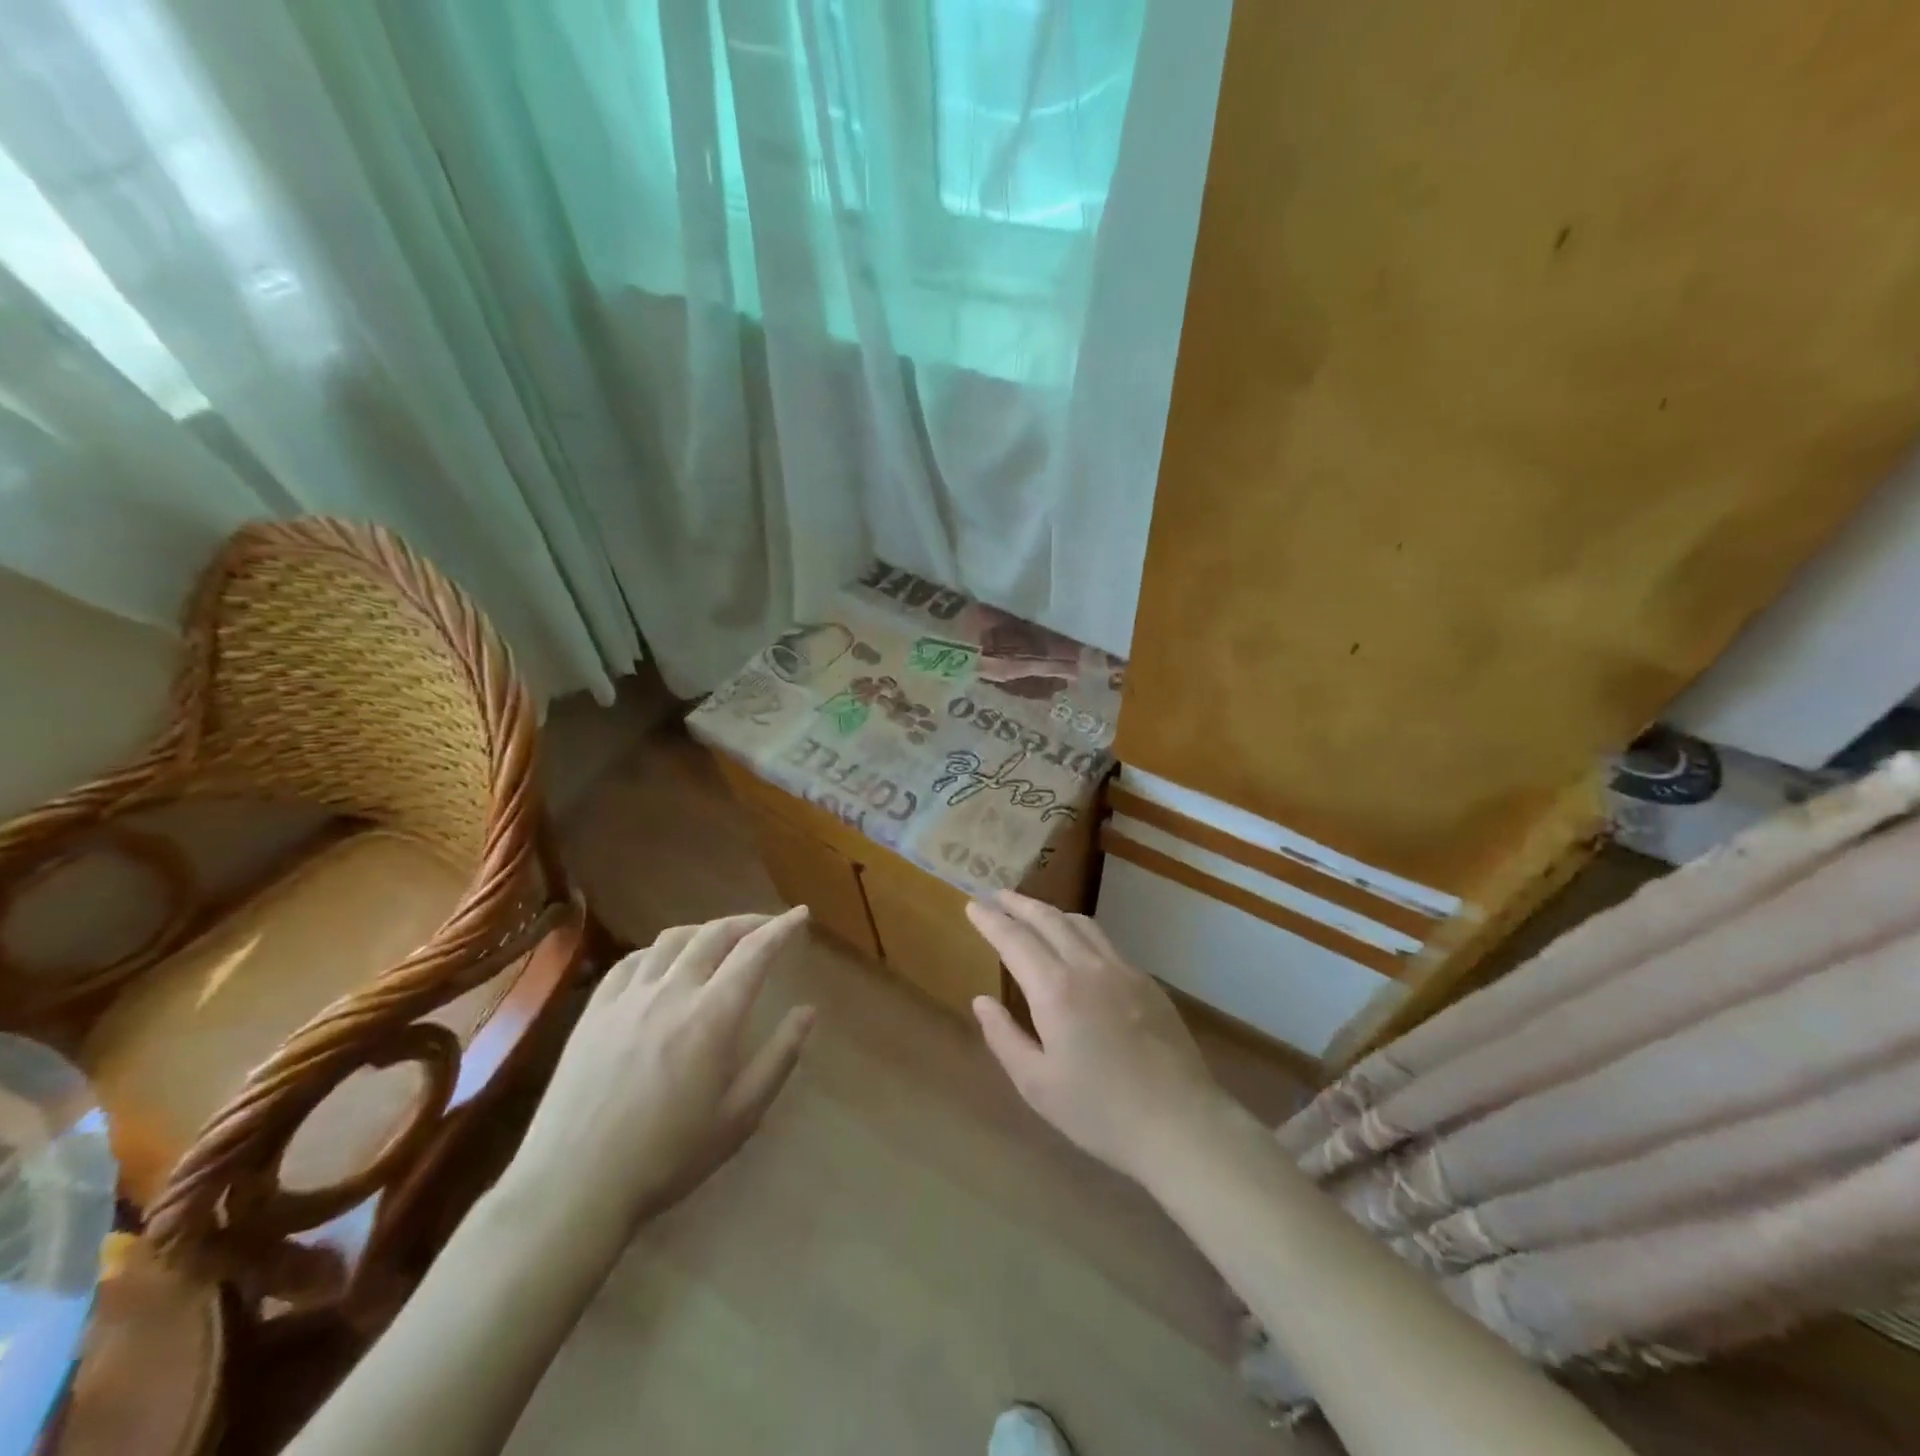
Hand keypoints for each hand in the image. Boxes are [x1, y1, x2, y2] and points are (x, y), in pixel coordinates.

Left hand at [504, 908, 815, 1246]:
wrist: (574, 1185)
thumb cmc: (669, 1156)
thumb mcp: (740, 1116)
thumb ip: (779, 1057)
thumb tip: (808, 1011)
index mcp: (713, 1015)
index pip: (755, 951)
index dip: (781, 928)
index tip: (800, 915)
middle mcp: (673, 992)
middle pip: (714, 934)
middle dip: (747, 922)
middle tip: (767, 926)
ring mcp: (628, 998)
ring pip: (672, 939)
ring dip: (704, 930)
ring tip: (719, 939)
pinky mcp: (594, 1011)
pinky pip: (631, 961)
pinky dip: (659, 950)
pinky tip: (663, 963)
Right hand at [966, 891, 1230, 1185]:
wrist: (1180, 1122)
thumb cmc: (1099, 1111)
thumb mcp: (1037, 1085)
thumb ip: (1005, 1037)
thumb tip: (982, 1001)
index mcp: (1055, 989)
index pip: (1014, 939)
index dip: (991, 920)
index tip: (972, 904)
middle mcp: (1088, 966)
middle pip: (1048, 919)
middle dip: (1019, 904)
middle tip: (998, 895)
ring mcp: (1123, 970)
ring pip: (1081, 923)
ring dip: (1052, 912)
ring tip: (1035, 914)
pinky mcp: (1147, 982)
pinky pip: (1106, 942)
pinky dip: (1081, 931)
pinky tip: (1079, 947)